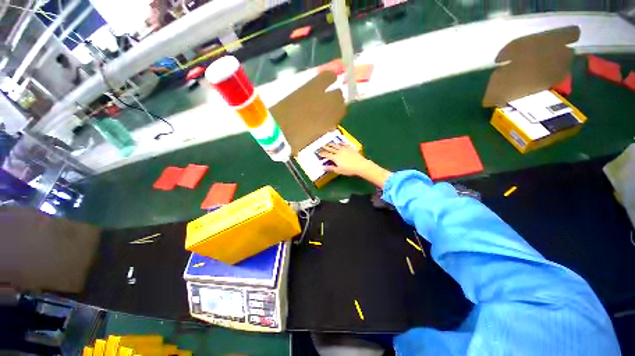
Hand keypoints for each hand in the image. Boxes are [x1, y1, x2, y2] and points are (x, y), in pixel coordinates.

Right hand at [319, 143, 392, 187]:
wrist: (360, 165)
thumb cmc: (349, 169)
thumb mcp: (338, 170)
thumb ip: (330, 168)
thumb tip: (323, 167)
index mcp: (335, 157)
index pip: (326, 154)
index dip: (322, 153)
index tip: (318, 153)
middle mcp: (339, 151)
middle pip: (330, 148)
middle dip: (325, 147)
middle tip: (321, 146)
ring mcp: (344, 149)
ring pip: (336, 145)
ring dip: (332, 144)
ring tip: (329, 143)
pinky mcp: (350, 148)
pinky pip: (343, 144)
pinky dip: (340, 143)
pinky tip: (339, 143)